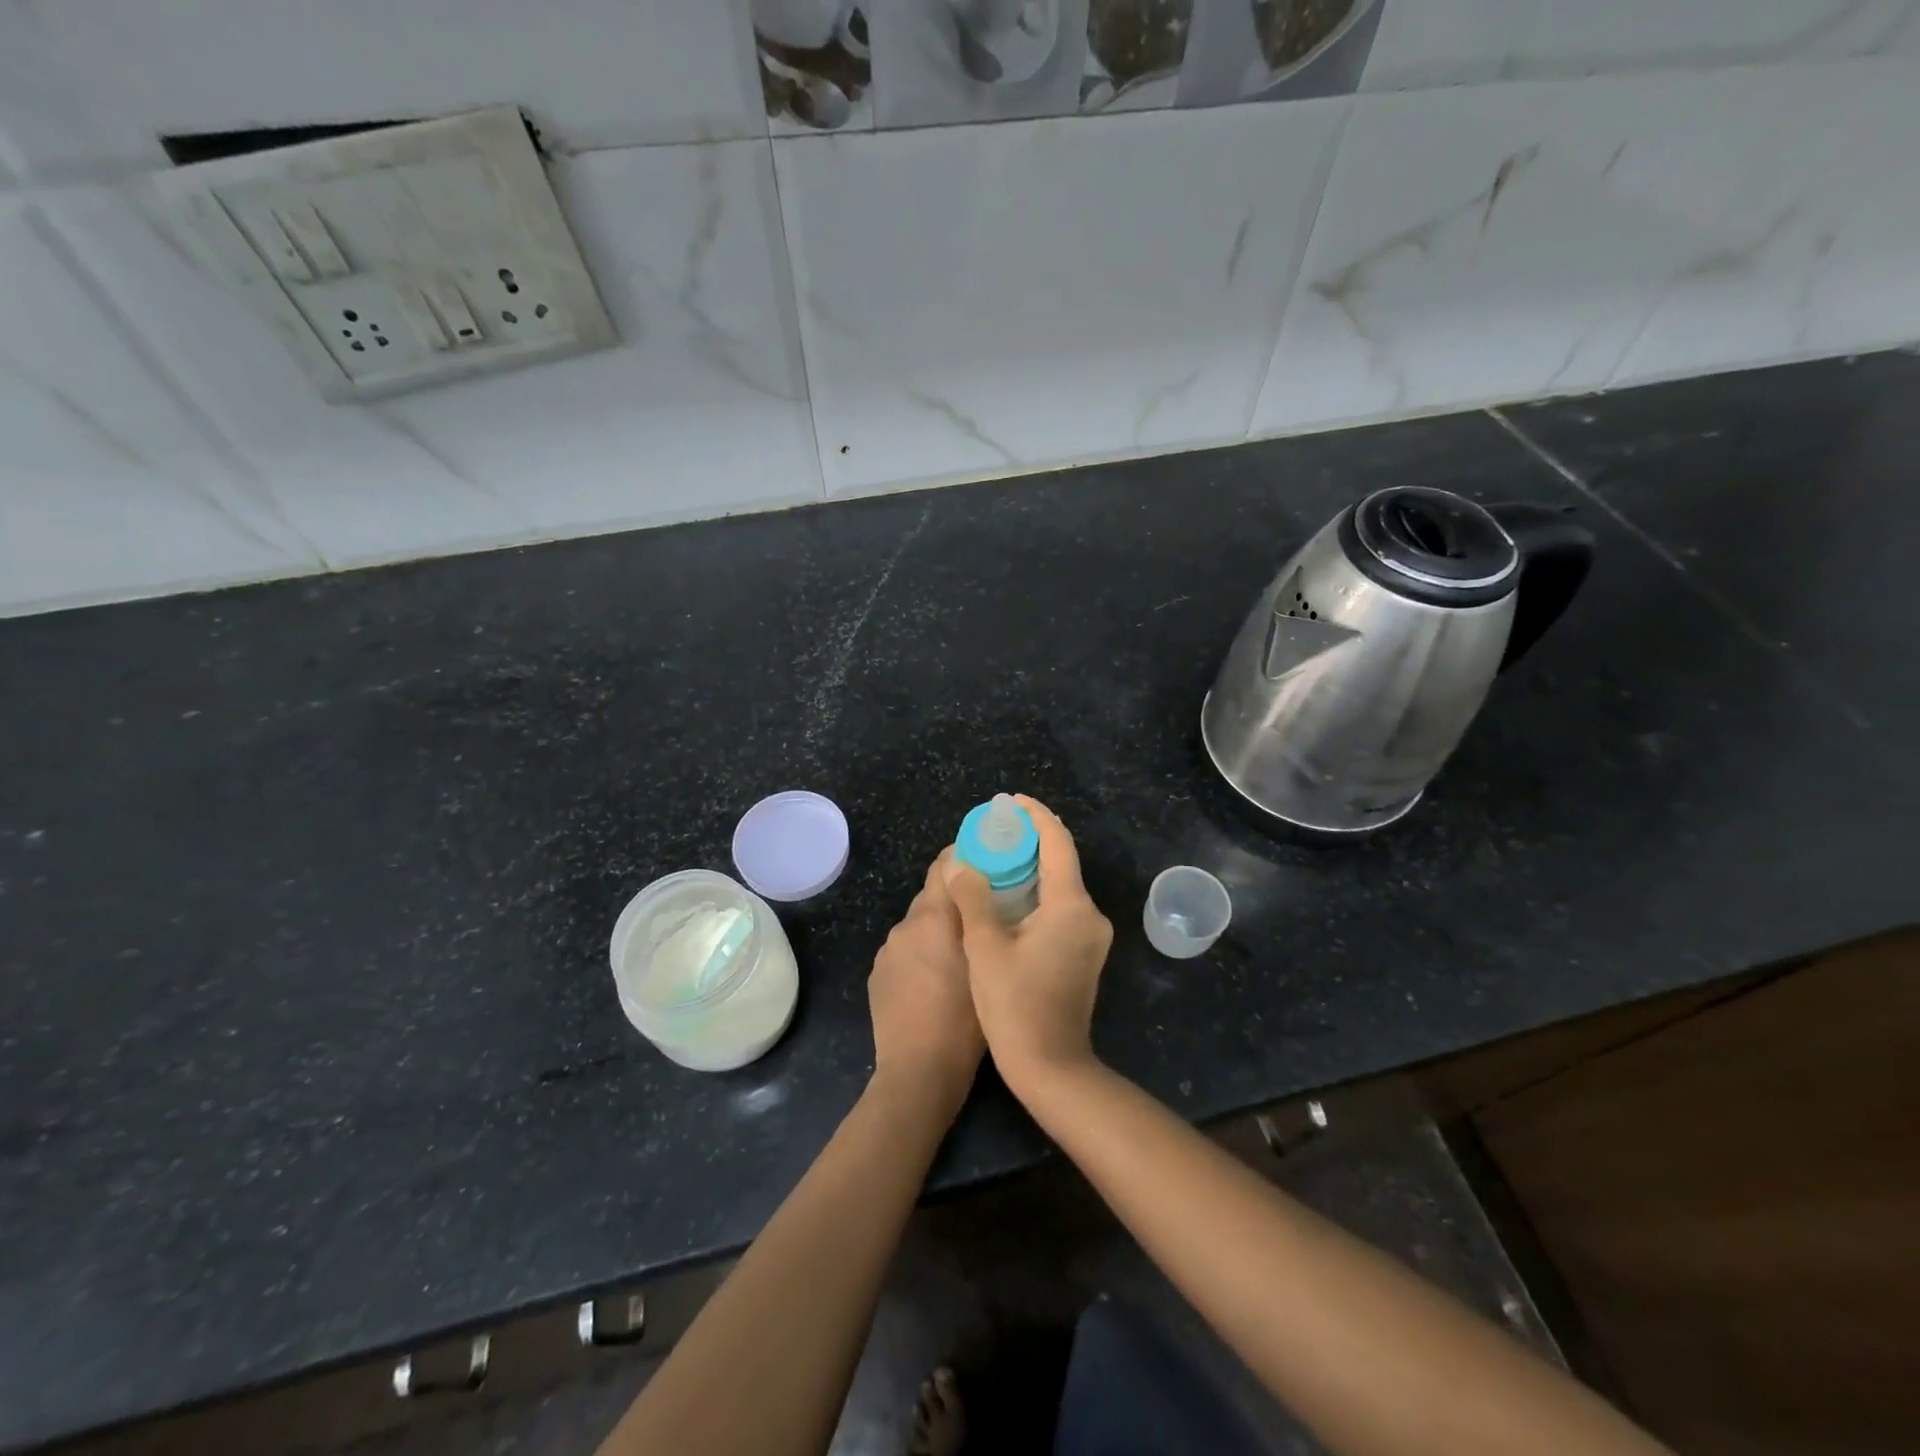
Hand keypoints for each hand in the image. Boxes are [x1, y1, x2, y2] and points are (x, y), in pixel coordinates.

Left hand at [868, 852, 984, 1110]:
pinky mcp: (877, 974)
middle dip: (956, 898)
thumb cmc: (964, 1022)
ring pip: (918, 924)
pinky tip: (935, 980)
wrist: (917, 1074)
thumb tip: (981, 892)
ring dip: (937, 928)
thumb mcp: (987, 967)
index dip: (964, 855)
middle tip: (984, 911)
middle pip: (932, 895)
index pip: (944, 865)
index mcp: (933, 918)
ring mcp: (887, 951)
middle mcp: (905, 925)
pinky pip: (904, 950)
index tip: (987, 857)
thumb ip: (981, 922)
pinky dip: (920, 953)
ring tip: (961, 951)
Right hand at [944, 796, 1112, 1097]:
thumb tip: (960, 864)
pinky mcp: (1086, 953)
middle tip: (992, 830)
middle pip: (1061, 861)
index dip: (1035, 816)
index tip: (1010, 801)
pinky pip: (1062, 908)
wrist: (1052, 1068)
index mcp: (1071, 905)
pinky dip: (1037, 893)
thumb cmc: (1015, 1006)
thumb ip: (973, 898)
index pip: (1057, 843)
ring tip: (994, 857)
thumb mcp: (985, 947)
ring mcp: (1092, 936)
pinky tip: (1008, 896)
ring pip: (1061, 886)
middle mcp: (1090, 914)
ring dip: (1032, 868)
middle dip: (1029, 840)